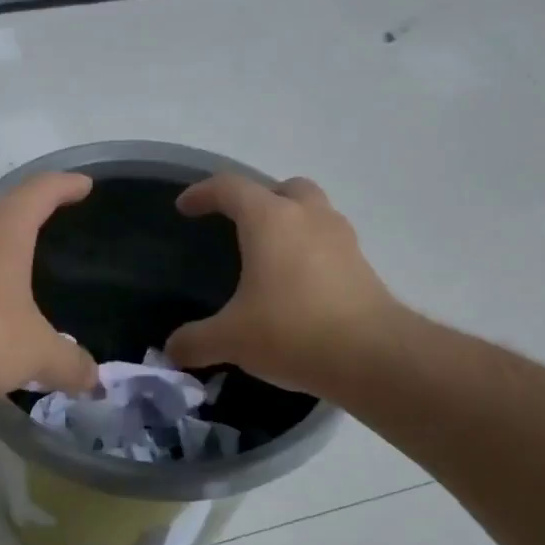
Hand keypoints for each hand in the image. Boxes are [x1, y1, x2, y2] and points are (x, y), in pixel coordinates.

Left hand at [0, 173, 100, 412]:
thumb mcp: (34, 354)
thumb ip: (69, 363)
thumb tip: (94, 381)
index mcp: (2, 226)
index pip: (42, 189)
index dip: (67, 186)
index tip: (84, 185)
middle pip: (0, 207)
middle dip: (25, 216)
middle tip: (47, 232)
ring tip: (11, 272)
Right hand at [165, 174, 407, 395]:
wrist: (372, 356)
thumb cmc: (291, 331)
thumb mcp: (231, 339)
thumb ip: (195, 341)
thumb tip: (172, 350)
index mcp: (270, 220)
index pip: (230, 188)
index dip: (203, 193)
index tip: (185, 208)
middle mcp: (309, 218)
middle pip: (284, 188)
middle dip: (259, 199)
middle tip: (240, 224)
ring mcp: (342, 240)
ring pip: (314, 212)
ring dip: (291, 223)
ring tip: (270, 256)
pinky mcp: (362, 266)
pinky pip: (330, 244)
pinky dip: (310, 253)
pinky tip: (297, 287)